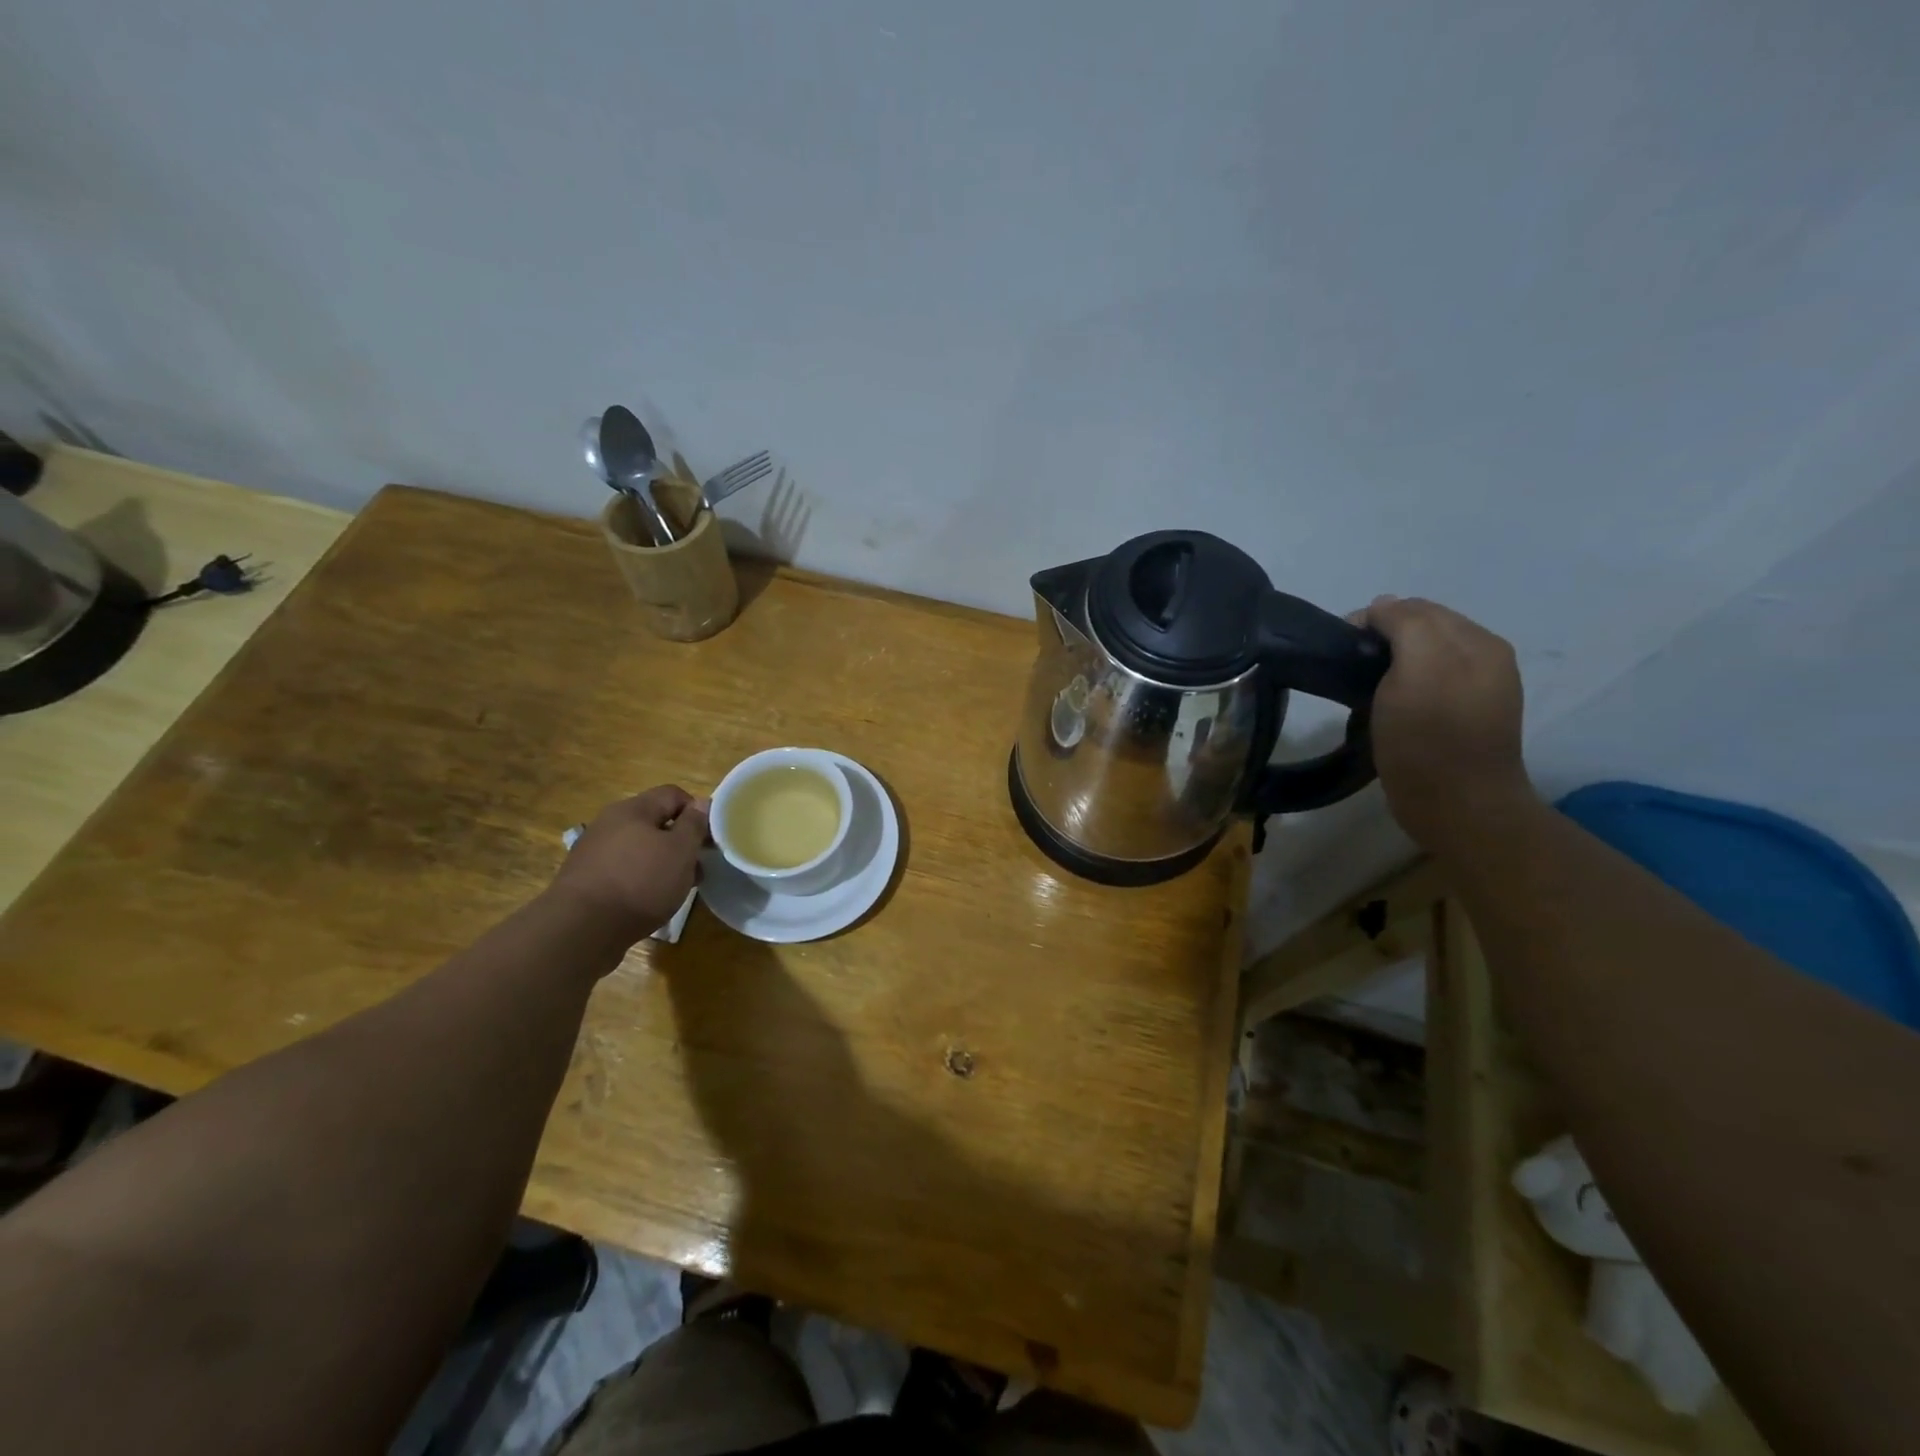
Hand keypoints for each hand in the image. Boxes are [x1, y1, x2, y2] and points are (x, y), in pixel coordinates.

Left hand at [547, 786, 708, 944]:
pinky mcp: (586, 880)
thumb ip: (694, 824)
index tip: (709, 839)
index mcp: (632, 809)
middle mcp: (609, 823)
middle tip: (696, 868)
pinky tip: (648, 901)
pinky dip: (640, 880)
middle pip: (655, 822)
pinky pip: (623, 870)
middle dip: (680, 843)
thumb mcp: (680, 850)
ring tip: (675, 889)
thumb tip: (702, 803)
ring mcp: (594, 852)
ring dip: (662, 863)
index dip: (697, 812)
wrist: (581, 929)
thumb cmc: (640, 882)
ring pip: (639, 849)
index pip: (673, 794)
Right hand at [1355, 596, 1535, 849]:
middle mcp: (1484, 659)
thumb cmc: (1430, 738)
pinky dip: (1399, 689)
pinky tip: (1384, 709)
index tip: (1341, 648)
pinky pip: (1424, 687)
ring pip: (1421, 659)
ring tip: (1363, 691)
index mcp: (1478, 642)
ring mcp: (1476, 692)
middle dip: (1382, 640)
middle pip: (1421, 631)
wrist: (1457, 808)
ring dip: (1388, 666)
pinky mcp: (1460, 721)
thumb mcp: (1418, 668)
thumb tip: (1382, 606)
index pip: (1417, 608)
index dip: (1374, 620)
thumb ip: (1405, 624)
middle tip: (1347, 669)